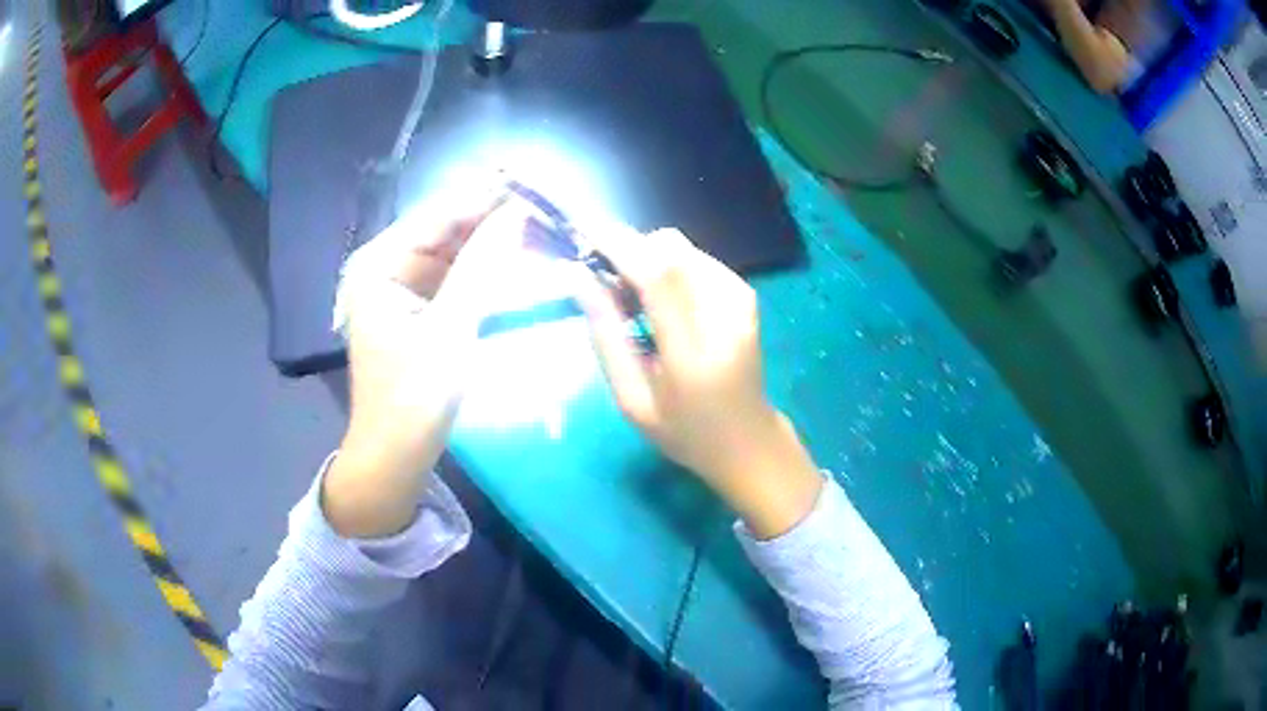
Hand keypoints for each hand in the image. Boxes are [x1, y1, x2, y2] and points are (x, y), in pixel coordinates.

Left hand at [324, 181, 520, 537]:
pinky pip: (459, 274)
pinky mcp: (421, 305)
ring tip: (547, 228)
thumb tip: (519, 211)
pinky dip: (489, 269)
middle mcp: (388, 264)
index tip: (536, 182)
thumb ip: (482, 266)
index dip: (487, 197)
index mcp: (380, 263)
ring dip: (497, 242)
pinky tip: (523, 258)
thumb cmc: (413, 398)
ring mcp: (404, 284)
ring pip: (458, 249)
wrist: (396, 456)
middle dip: (496, 219)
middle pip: (448, 227)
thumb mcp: (450, 329)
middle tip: (551, 207)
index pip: (439, 214)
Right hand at [577, 227, 821, 538]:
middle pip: (671, 249)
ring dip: (647, 258)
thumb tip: (577, 277)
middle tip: (603, 277)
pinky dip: (668, 268)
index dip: (619, 246)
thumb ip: (605, 337)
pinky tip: (663, 302)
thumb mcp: (632, 400)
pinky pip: (695, 258)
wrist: (749, 440)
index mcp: (694, 353)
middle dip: (628, 248)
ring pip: (681, 247)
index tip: (582, 233)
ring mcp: (740, 300)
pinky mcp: (745, 294)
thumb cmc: (684, 431)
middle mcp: (725, 314)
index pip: (658, 277)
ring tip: (633, 299)